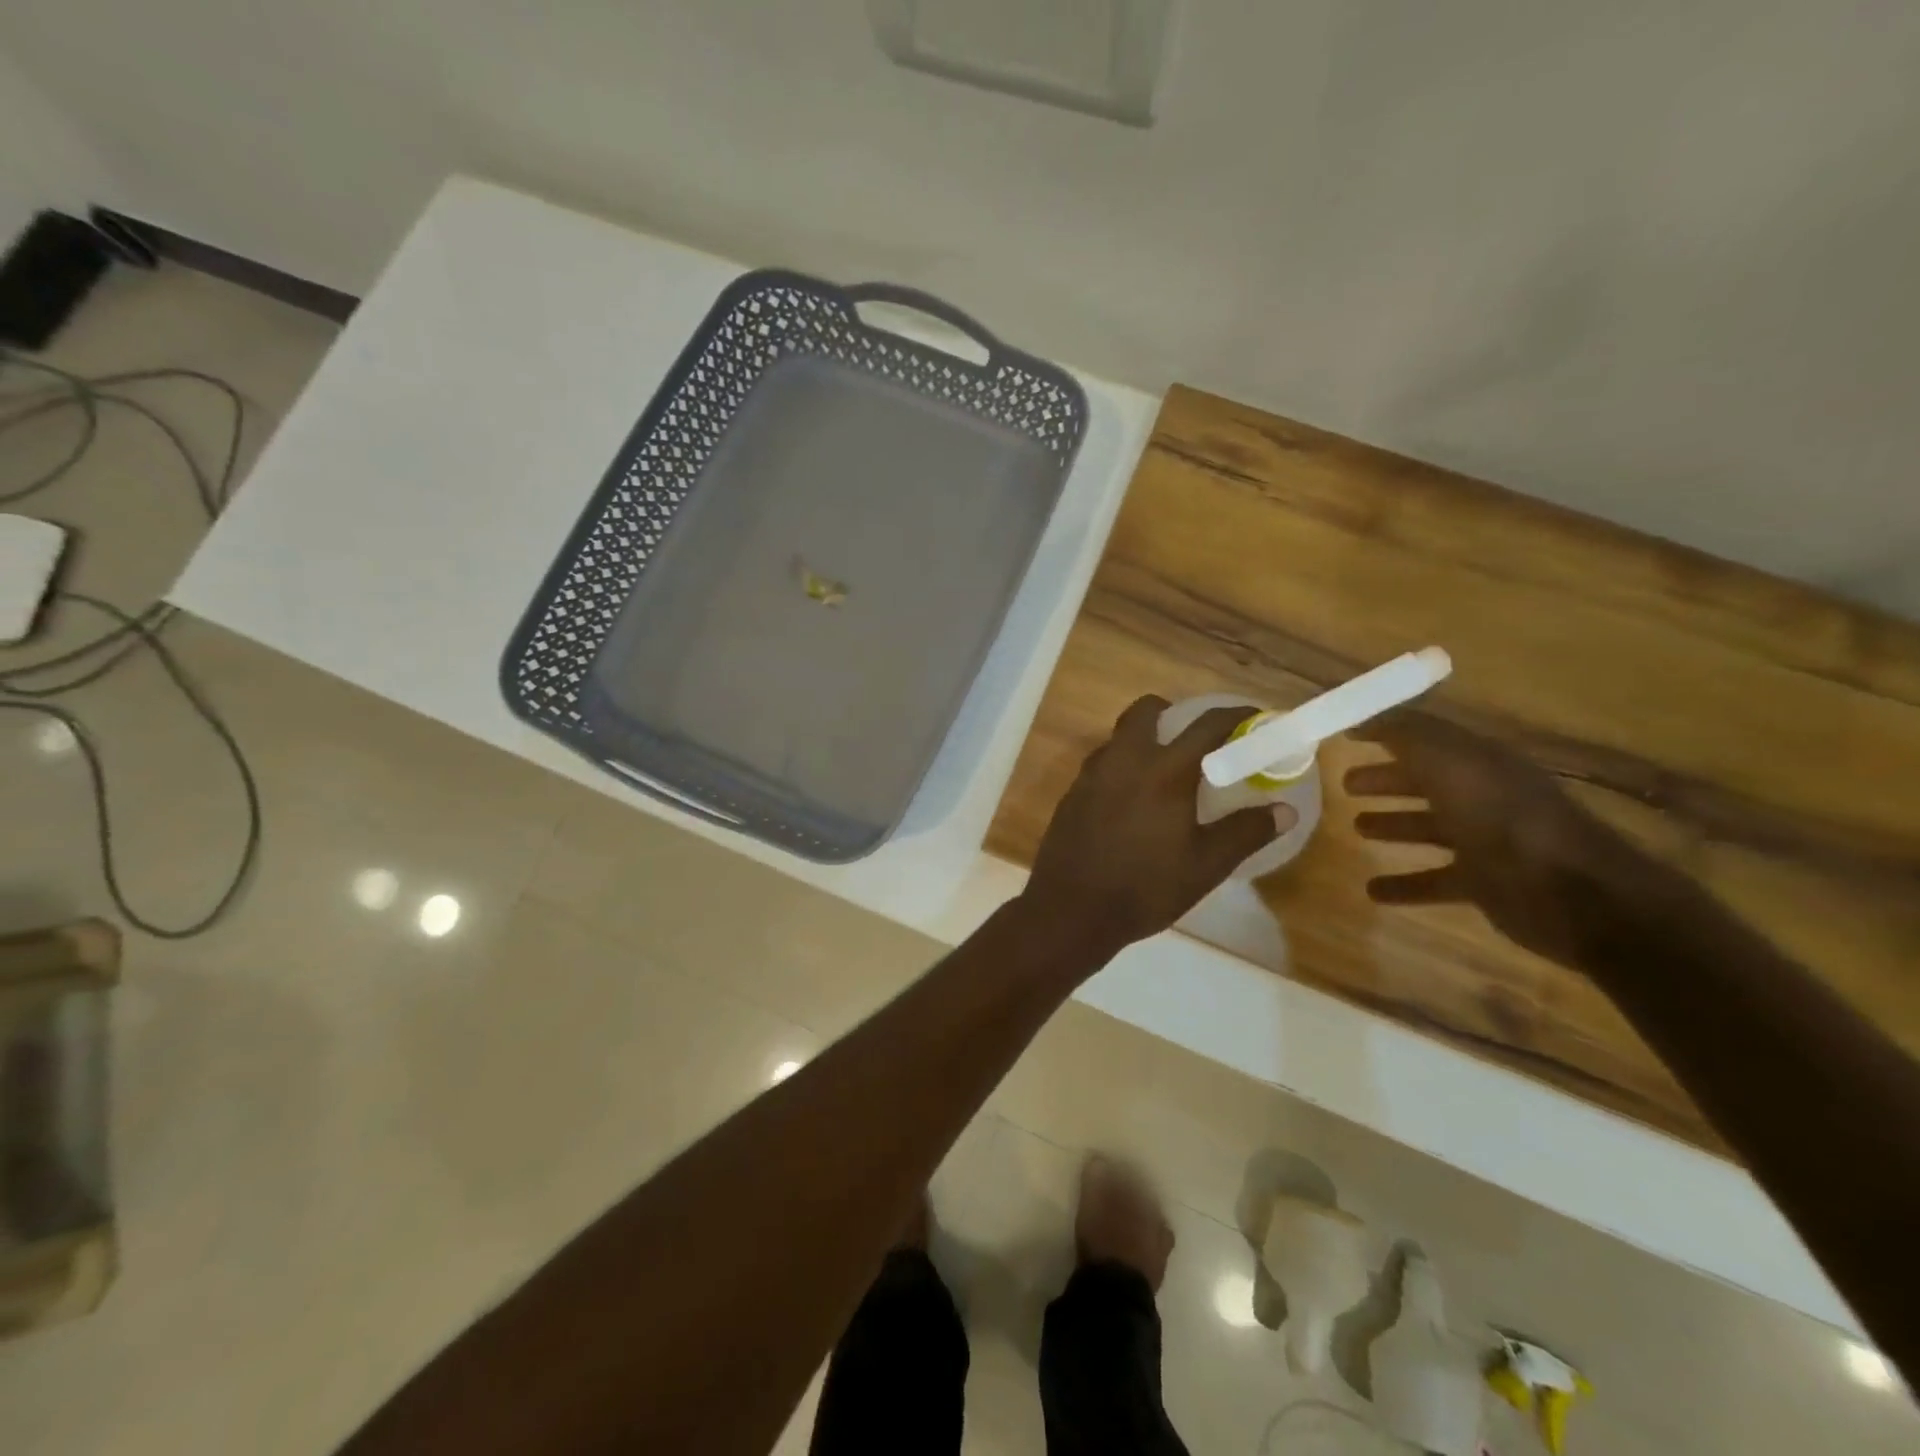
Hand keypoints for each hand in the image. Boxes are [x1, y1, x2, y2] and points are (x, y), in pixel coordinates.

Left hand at [1024, 696, 1291, 947]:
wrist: (1070, 909)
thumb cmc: (1145, 888)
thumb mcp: (1205, 865)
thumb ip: (1245, 832)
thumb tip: (1284, 811)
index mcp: (1164, 771)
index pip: (1207, 725)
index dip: (1236, 715)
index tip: (1255, 718)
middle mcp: (1124, 759)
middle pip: (1146, 711)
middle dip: (1173, 713)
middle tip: (1195, 740)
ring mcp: (1091, 774)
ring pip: (1119, 736)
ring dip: (1144, 739)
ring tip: (1165, 773)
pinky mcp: (1072, 793)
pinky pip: (1102, 763)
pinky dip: (1123, 766)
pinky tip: (1132, 801)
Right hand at [1346, 712, 1674, 970]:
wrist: (1573, 894)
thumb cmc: (1503, 819)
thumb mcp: (1449, 762)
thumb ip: (1405, 734)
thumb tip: (1362, 713)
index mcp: (1477, 761)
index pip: (1425, 737)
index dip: (1386, 731)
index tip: (1345, 733)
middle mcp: (1482, 795)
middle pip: (1426, 781)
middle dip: (1386, 779)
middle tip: (1345, 784)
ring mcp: (1486, 841)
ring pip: (1429, 827)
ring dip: (1393, 825)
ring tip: (1355, 828)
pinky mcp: (1485, 883)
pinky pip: (1436, 880)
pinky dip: (1405, 884)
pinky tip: (1373, 890)